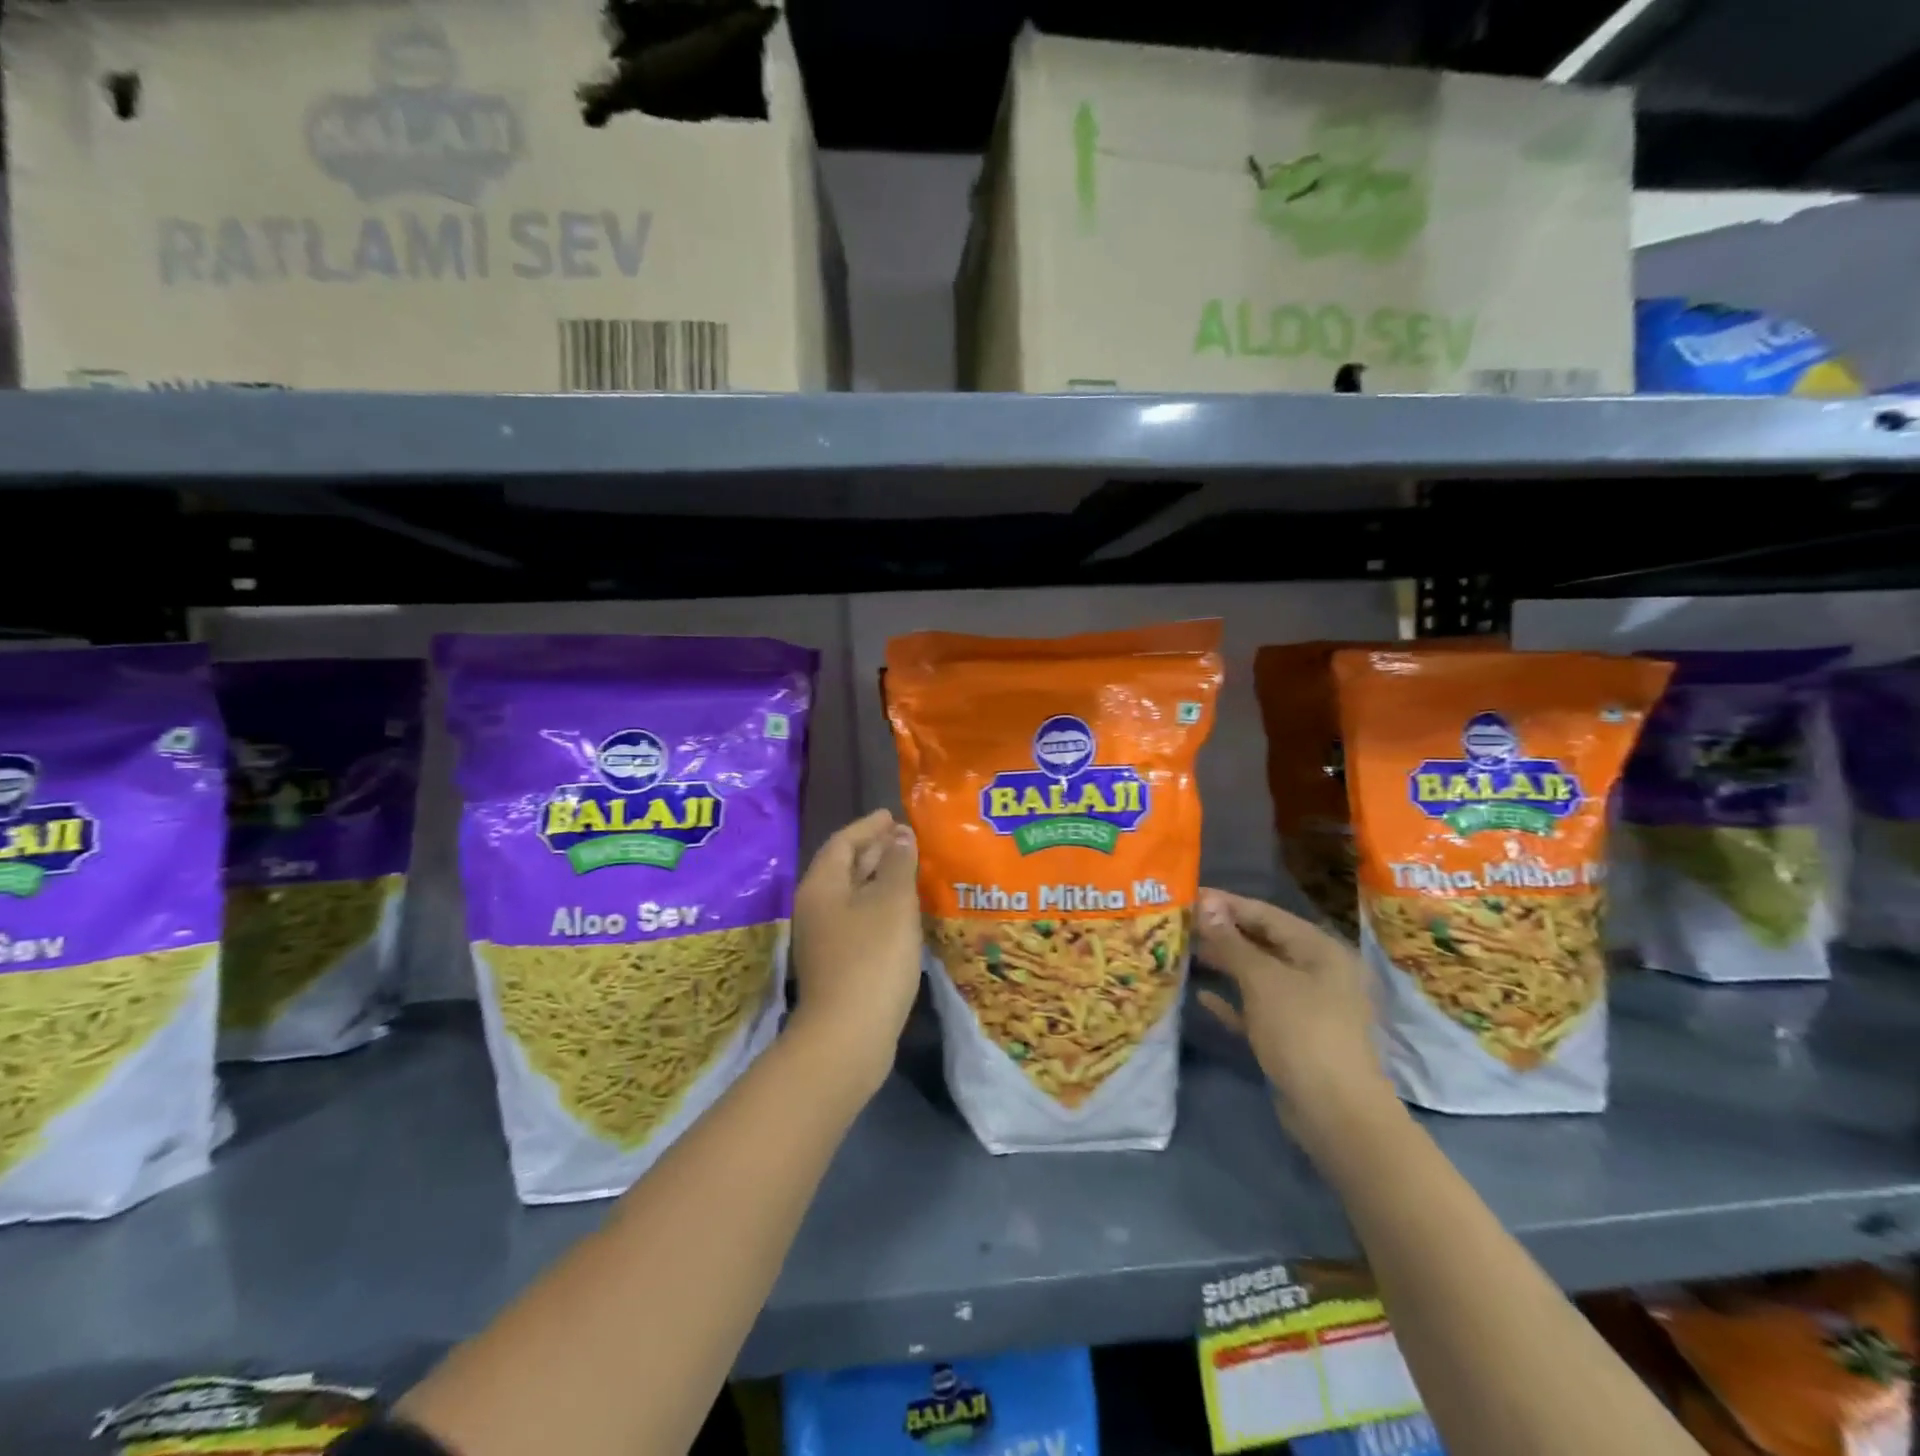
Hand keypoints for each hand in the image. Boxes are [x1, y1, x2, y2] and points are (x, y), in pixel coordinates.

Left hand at [788, 809, 921, 1092]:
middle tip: (906, 839)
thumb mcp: (892, 902)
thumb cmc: (872, 958)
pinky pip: (858, 920)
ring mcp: (824, 939)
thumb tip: (899, 835)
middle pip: (844, 867)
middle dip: (874, 850)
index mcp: (822, 885)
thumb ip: (898, 864)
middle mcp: (816, 907)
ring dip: (879, 880)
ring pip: (852, 896)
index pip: (843, 842)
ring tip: (910, 871)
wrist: (848, 1036)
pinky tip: (903, 914)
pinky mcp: (837, 964)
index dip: (868, 826)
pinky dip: (879, 907)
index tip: (891, 815)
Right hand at [1194, 888, 1399, 1152]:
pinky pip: (1257, 1008)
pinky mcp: (1294, 1037)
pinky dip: (1232, 1000)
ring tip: (1184, 953)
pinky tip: (1201, 998)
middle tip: (1180, 924)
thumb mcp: (1263, 980)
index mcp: (1319, 950)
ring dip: (1224, 965)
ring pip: (1258, 975)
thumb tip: (1206, 905)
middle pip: (1263, 942)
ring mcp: (1307, 1007)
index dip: (1227, 904)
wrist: (1335, 1113)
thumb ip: (1232, 942)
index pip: (1266, 914)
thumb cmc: (1302, 1031)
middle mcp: (1317, 972)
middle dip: (1223, 933)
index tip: (1188, 896)